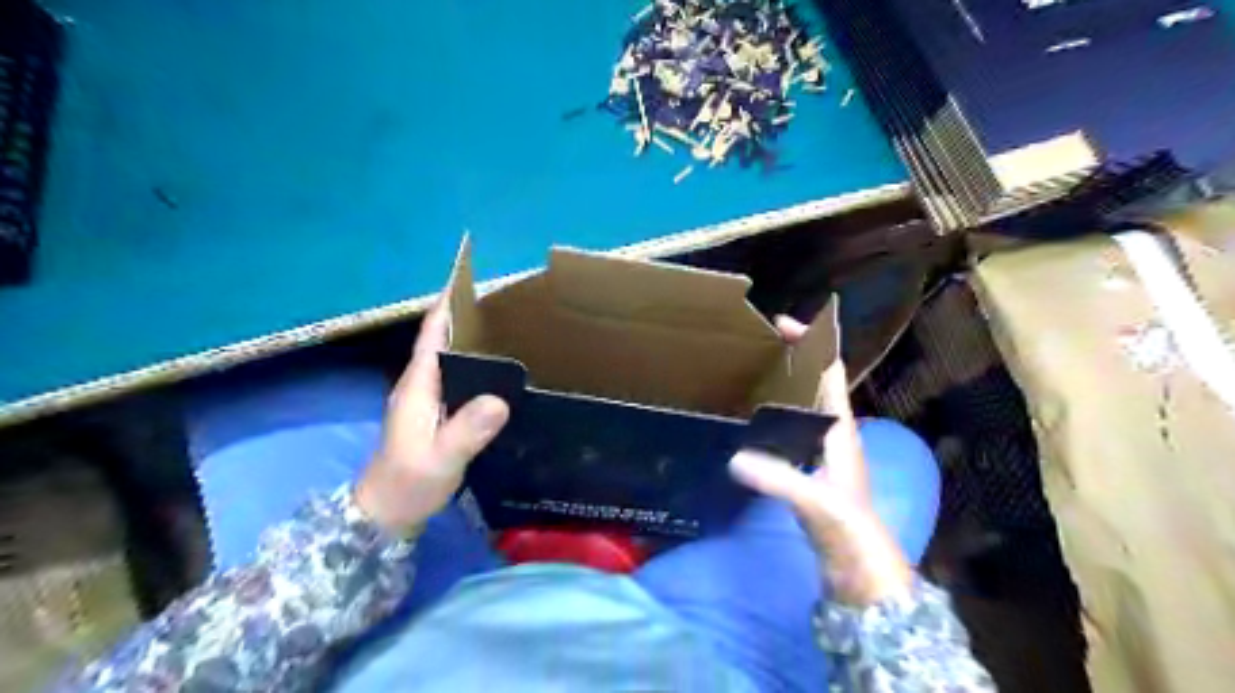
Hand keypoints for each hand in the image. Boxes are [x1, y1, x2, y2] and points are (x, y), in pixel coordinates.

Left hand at [356, 293, 508, 534]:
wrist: (386, 513)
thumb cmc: (409, 483)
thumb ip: (466, 430)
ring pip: (450, 357)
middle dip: (466, 315)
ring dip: (471, 339)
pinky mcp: (434, 411)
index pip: (432, 334)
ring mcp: (426, 398)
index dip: (447, 304)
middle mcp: (420, 384)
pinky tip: (497, 370)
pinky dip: (474, 364)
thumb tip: (500, 399)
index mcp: (418, 385)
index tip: (467, 278)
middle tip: (504, 301)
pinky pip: (457, 377)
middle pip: (442, 339)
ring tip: (507, 327)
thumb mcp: (440, 458)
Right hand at [725, 318, 908, 603]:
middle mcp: (832, 432)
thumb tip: (734, 457)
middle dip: (791, 360)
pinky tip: (751, 420)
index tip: (783, 324)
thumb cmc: (848, 529)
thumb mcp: (815, 500)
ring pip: (803, 405)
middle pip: (815, 383)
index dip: (812, 345)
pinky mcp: (810, 467)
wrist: (859, 568)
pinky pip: (791, 428)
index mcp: (840, 428)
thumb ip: (778, 478)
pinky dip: (774, 414)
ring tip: (749, 374)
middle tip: (754, 348)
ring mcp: (822, 450)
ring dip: (782, 385)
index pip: (830, 373)